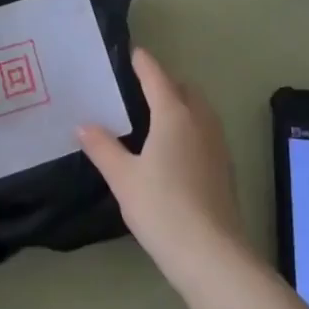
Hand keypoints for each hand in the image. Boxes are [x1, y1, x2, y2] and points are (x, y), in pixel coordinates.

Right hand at [78, 50, 245, 284]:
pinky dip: (190, 126)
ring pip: (198, 109)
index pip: (155, 75)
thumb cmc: (162, 208)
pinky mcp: (225, 167)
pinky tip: (175, 150)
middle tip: (138, 89)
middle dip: (163, 82)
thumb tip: (83, 125)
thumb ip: (102, 147)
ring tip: (155, 117)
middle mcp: (199, 120)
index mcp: (173, 113)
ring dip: (180, 103)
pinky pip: (205, 130)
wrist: (212, 256)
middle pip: (182, 88)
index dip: (142, 62)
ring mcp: (217, 143)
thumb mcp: (123, 178)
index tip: (130, 53)